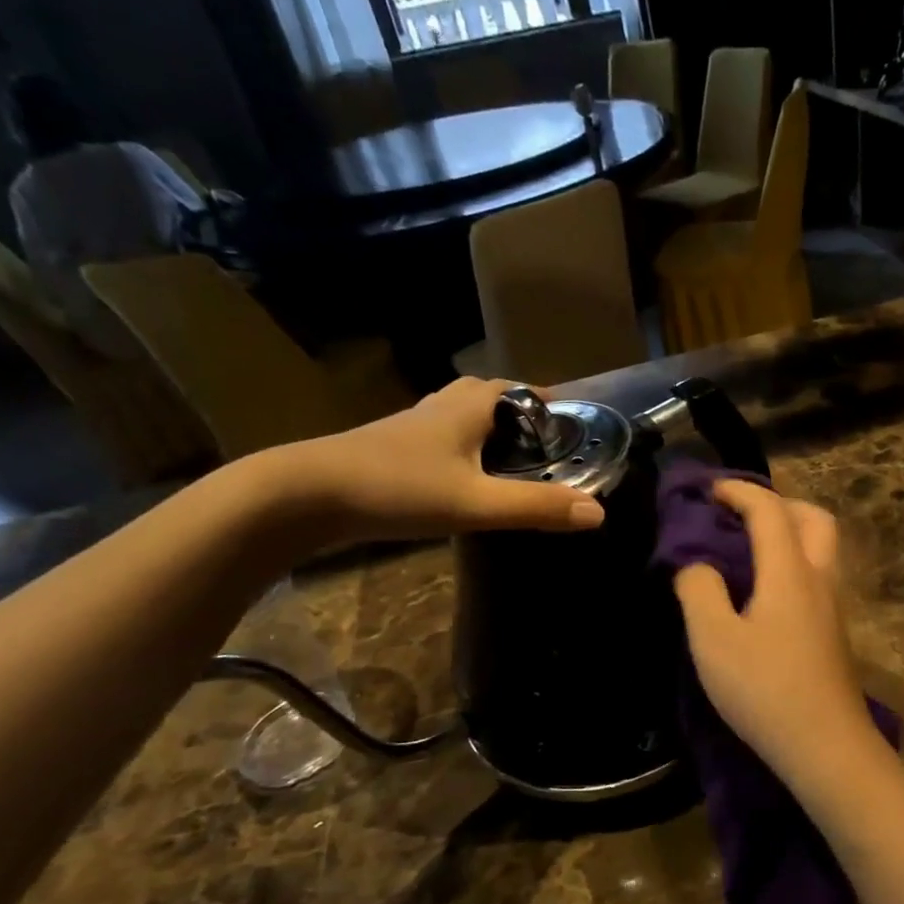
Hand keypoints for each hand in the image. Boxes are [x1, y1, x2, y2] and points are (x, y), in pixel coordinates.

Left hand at [264, 377, 604, 545]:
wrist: (306, 494)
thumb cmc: (398, 487)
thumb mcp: (475, 502)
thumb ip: (535, 507)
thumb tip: (598, 513)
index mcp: (469, 406)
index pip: (520, 390)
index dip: (549, 403)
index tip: (573, 424)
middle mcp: (443, 405)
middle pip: (491, 397)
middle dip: (521, 415)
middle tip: (545, 445)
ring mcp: (413, 426)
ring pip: (462, 415)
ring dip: (489, 429)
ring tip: (511, 461)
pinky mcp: (392, 447)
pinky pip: (442, 437)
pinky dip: (463, 448)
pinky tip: (464, 477)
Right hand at [672, 481, 878, 782]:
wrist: (827, 746)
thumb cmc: (765, 688)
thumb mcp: (713, 639)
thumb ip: (699, 590)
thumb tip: (697, 565)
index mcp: (789, 571)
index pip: (768, 510)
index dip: (738, 491)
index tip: (708, 491)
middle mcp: (819, 578)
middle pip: (813, 518)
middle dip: (777, 504)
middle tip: (740, 516)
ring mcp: (833, 607)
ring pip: (821, 548)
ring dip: (789, 533)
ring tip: (748, 551)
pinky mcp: (834, 633)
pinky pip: (817, 576)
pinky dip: (793, 563)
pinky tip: (765, 592)